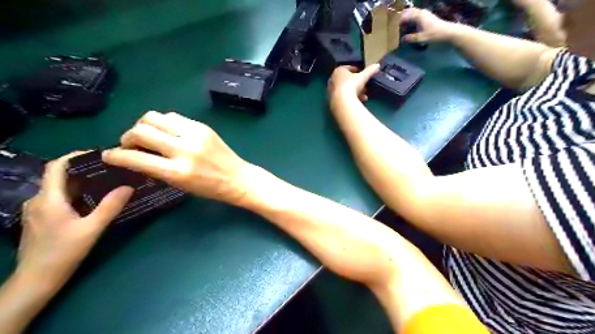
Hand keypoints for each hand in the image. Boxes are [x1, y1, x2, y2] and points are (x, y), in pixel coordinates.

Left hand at [16, 152, 131, 286]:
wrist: (36, 280)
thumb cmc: (63, 253)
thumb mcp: (92, 229)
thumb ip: (110, 206)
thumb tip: (129, 187)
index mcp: (48, 199)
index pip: (56, 167)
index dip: (75, 156)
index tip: (99, 154)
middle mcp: (38, 200)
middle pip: (60, 176)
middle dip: (84, 169)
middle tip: (110, 168)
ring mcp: (37, 210)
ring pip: (60, 188)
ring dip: (81, 182)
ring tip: (106, 182)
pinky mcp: (41, 219)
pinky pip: (58, 198)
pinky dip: (76, 193)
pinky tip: (93, 199)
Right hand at [102, 113, 250, 206]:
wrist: (237, 177)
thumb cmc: (209, 188)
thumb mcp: (179, 185)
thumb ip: (156, 169)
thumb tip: (133, 156)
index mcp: (177, 171)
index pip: (136, 158)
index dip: (116, 155)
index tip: (108, 155)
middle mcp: (184, 149)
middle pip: (141, 130)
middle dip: (127, 136)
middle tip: (130, 144)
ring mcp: (194, 134)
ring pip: (154, 117)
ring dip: (143, 125)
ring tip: (147, 136)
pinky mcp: (202, 126)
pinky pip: (172, 116)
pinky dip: (162, 122)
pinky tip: (165, 132)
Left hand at [327, 66, 377, 109]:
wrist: (342, 102)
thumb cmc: (351, 85)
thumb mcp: (363, 77)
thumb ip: (370, 70)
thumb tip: (377, 65)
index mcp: (338, 71)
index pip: (347, 68)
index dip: (355, 70)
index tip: (362, 73)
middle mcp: (333, 80)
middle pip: (346, 80)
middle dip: (356, 83)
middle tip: (364, 85)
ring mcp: (331, 91)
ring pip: (346, 89)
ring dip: (355, 92)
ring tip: (364, 95)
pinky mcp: (333, 100)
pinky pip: (344, 97)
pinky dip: (351, 98)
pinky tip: (360, 101)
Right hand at [402, 7, 456, 41]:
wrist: (448, 32)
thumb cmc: (434, 35)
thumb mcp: (421, 38)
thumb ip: (411, 38)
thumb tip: (402, 39)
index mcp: (418, 15)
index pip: (405, 16)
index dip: (399, 22)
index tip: (394, 29)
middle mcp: (421, 12)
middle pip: (408, 12)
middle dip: (402, 18)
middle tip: (397, 27)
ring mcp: (425, 13)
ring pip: (413, 13)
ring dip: (407, 18)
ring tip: (403, 27)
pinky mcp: (428, 17)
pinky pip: (417, 15)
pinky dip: (412, 19)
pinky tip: (411, 27)